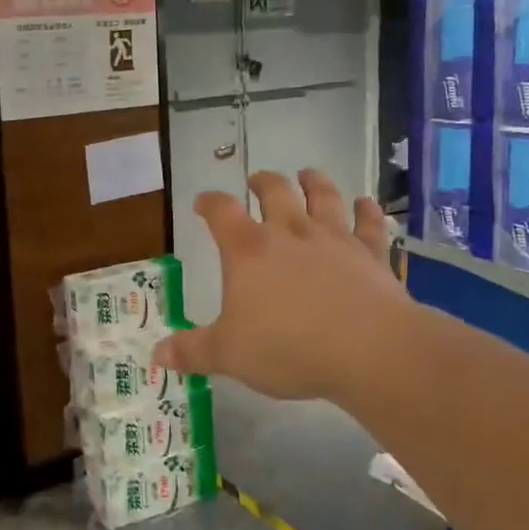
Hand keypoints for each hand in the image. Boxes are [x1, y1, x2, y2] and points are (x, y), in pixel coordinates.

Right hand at [152, 169, 406, 401]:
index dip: (209, 203)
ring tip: (308, 174)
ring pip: (323, 196)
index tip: (202, 203)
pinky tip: (366, 203)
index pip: (221, 212)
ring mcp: (334, 239)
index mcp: (249, 250)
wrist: (369, 350)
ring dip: (314, 182)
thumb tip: (157, 355)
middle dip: (262, 182)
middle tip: (256, 180)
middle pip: (275, 191)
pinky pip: (369, 223)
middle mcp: (290, 233)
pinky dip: (367, 210)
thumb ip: (193, 351)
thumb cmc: (289, 348)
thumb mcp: (229, 355)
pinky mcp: (371, 254)